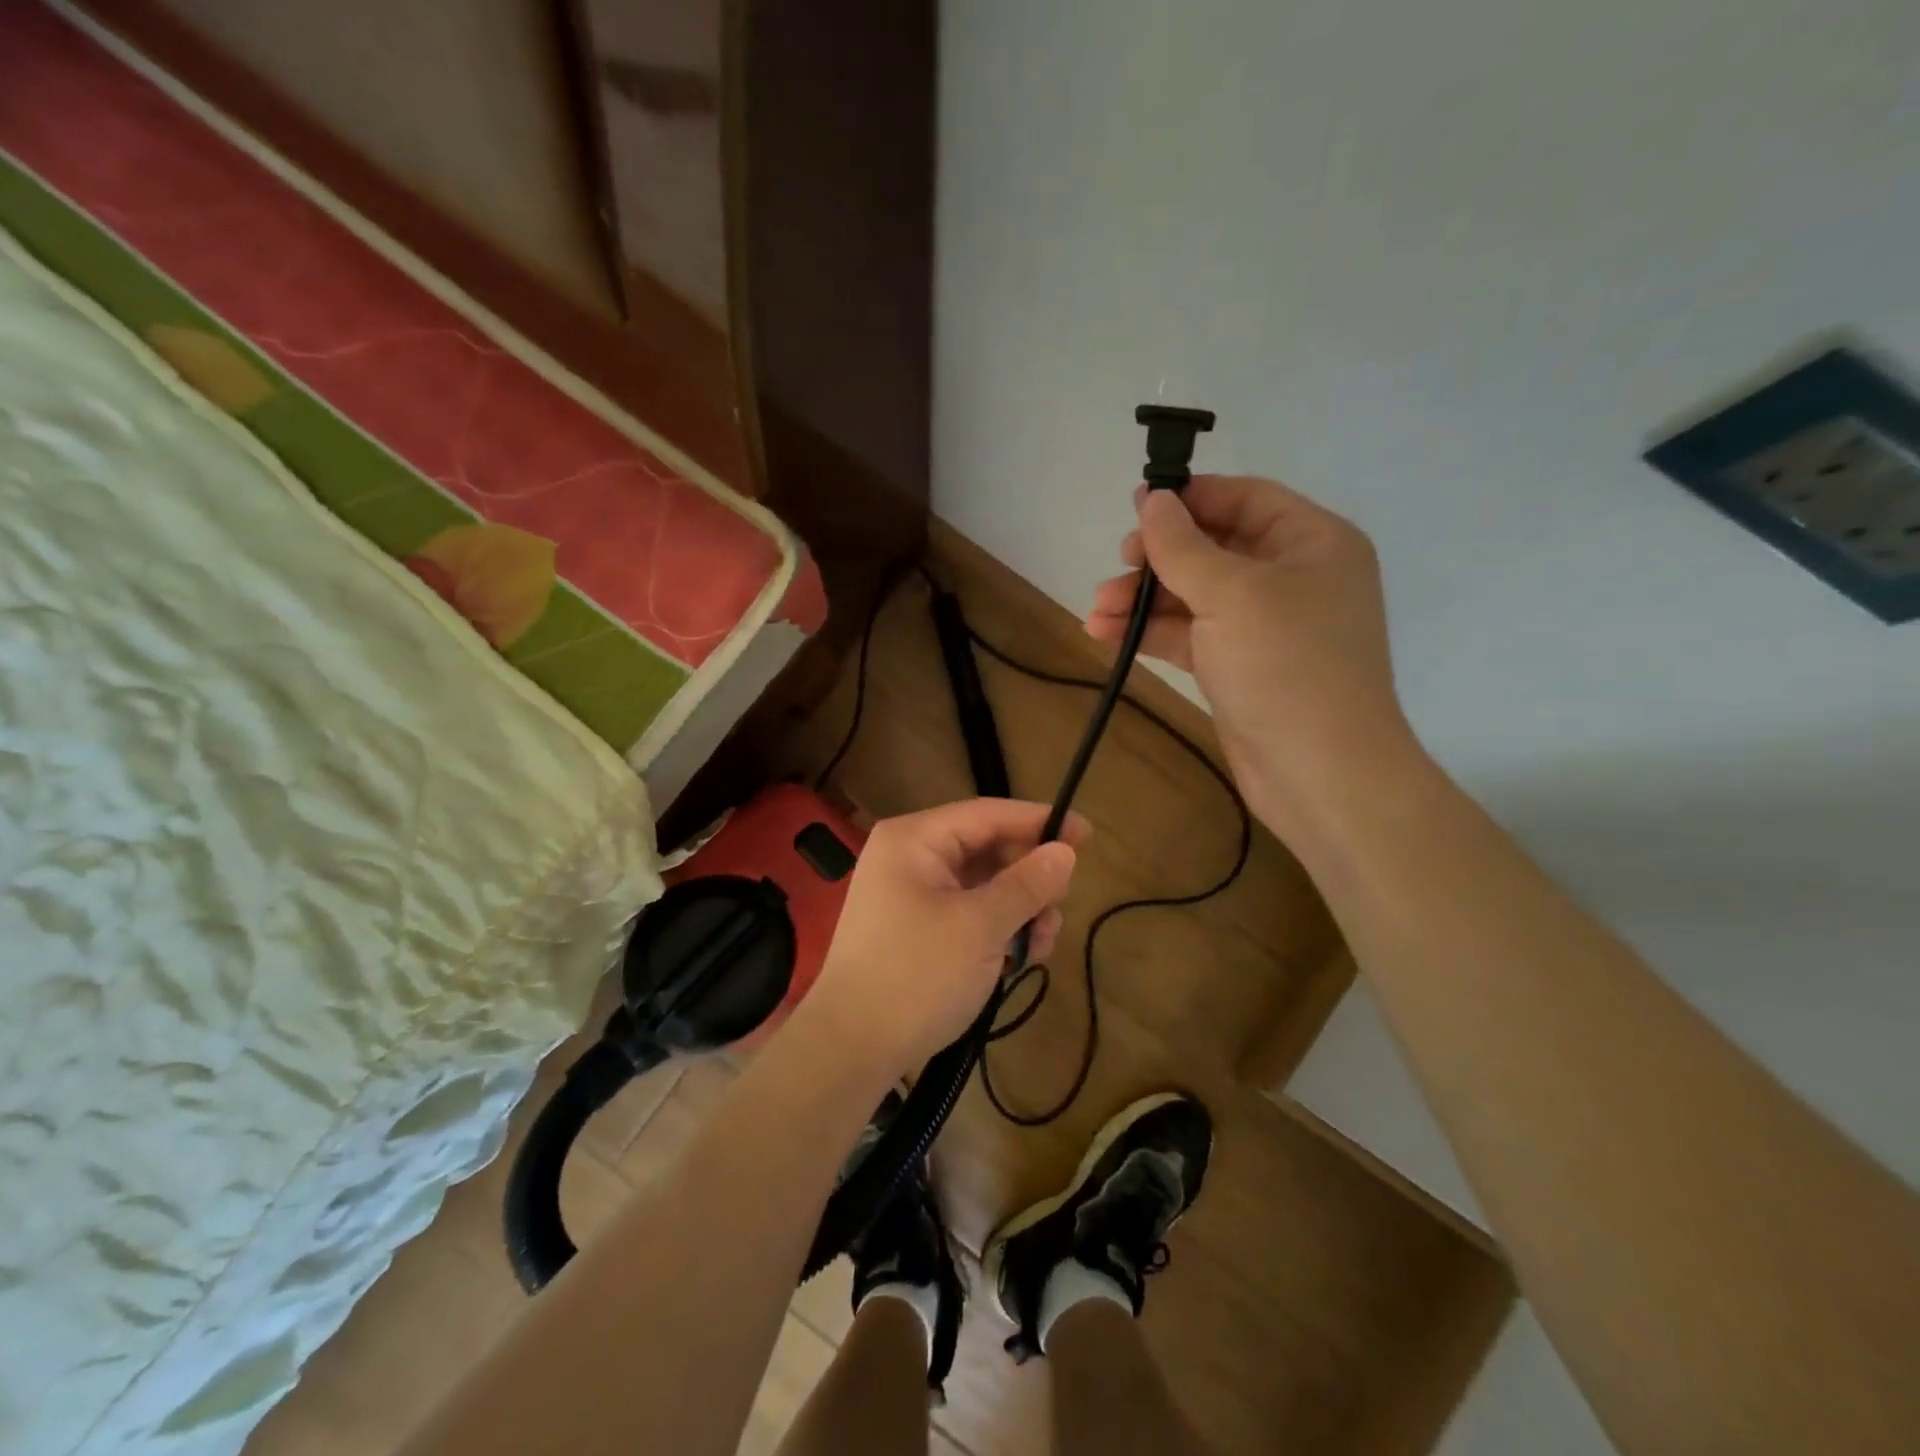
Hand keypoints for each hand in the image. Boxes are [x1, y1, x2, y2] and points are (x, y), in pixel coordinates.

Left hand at [804, 799, 1088, 1082]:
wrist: (850, 1049)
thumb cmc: (916, 975)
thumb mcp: (980, 927)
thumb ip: (1026, 885)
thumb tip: (1065, 852)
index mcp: (914, 840)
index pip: (987, 814)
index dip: (1040, 821)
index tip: (1088, 835)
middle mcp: (909, 856)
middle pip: (986, 850)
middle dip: (1029, 879)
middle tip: (1059, 907)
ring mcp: (909, 893)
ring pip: (981, 885)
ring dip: (1018, 910)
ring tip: (1041, 945)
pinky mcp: (914, 928)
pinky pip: (966, 912)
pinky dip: (996, 929)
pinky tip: (1019, 958)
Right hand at [1087, 476, 1412, 826]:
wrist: (1319, 773)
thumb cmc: (1286, 666)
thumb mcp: (1232, 594)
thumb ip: (1183, 546)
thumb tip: (1152, 501)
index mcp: (1312, 543)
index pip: (1246, 499)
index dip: (1192, 498)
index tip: (1137, 507)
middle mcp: (1290, 578)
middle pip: (1213, 548)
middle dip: (1158, 558)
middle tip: (1117, 565)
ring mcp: (1262, 626)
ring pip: (1193, 595)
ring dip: (1143, 600)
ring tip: (1096, 610)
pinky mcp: (1237, 666)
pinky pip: (1188, 635)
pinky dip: (1150, 633)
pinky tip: (1105, 634)